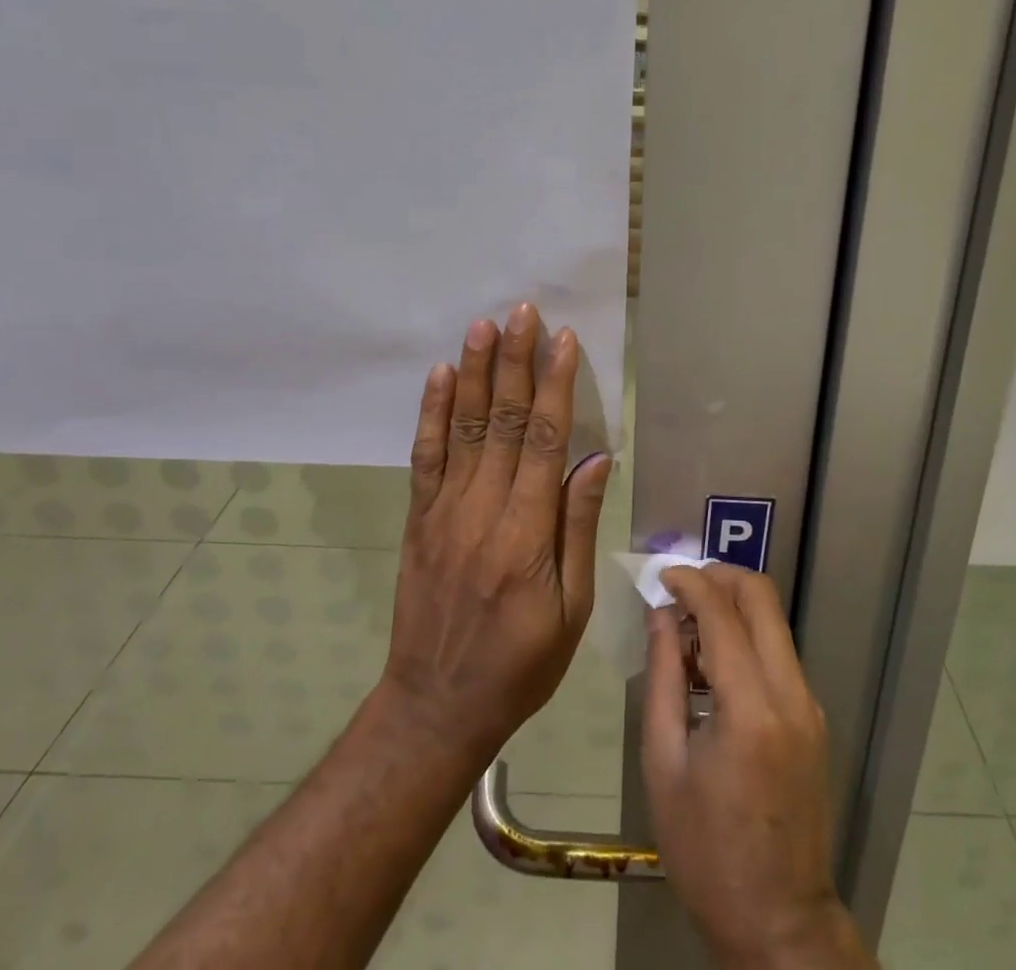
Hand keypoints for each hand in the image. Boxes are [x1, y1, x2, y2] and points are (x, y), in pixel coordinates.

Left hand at [379, 303, 611, 762]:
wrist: (436, 705)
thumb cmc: (521, 663)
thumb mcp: (571, 610)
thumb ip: (579, 527)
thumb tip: (597, 460)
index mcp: (526, 534)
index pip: (543, 441)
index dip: (554, 386)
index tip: (562, 341)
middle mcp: (482, 511)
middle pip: (501, 421)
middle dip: (513, 362)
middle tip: (520, 311)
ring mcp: (444, 512)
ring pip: (461, 428)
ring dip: (472, 373)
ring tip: (481, 326)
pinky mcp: (418, 519)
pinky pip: (425, 456)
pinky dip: (431, 413)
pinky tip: (438, 376)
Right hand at [643, 566, 869, 969]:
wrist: (778, 924)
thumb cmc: (706, 852)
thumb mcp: (664, 763)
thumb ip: (663, 676)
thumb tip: (662, 615)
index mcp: (751, 708)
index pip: (722, 613)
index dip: (690, 582)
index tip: (661, 576)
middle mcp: (791, 694)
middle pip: (762, 598)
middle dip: (719, 577)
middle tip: (681, 590)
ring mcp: (810, 706)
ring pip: (774, 621)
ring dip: (733, 607)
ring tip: (689, 631)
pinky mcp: (814, 719)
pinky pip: (779, 653)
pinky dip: (747, 637)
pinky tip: (714, 666)